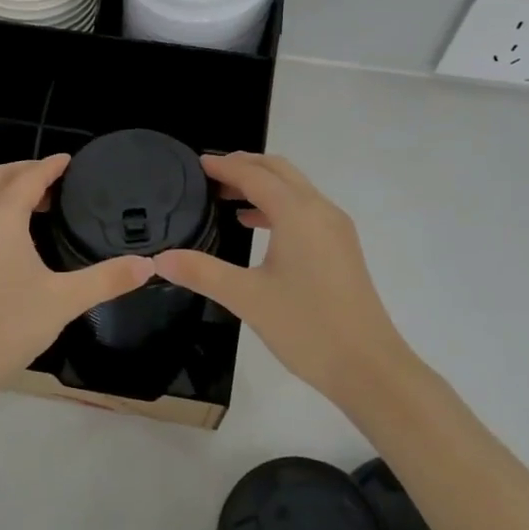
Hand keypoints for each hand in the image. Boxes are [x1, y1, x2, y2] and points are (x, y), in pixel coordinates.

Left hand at [0, 155, 154, 412]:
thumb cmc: (9, 327)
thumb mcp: (64, 301)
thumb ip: (107, 279)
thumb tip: (148, 265)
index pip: (27, 177)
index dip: (50, 166)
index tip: (70, 160)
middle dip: (26, 170)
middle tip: (56, 179)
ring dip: (8, 188)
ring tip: (40, 203)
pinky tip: (14, 234)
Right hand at [154, 152, 406, 405]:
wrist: (369, 367)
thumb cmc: (307, 327)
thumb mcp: (247, 298)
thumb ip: (202, 272)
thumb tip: (159, 259)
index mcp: (297, 213)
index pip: (255, 175)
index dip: (224, 166)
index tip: (196, 163)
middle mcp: (320, 210)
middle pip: (279, 171)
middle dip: (245, 166)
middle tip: (209, 174)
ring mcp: (335, 228)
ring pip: (295, 189)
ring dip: (262, 184)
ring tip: (225, 195)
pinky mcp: (341, 247)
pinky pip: (305, 209)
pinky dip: (277, 205)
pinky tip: (253, 224)